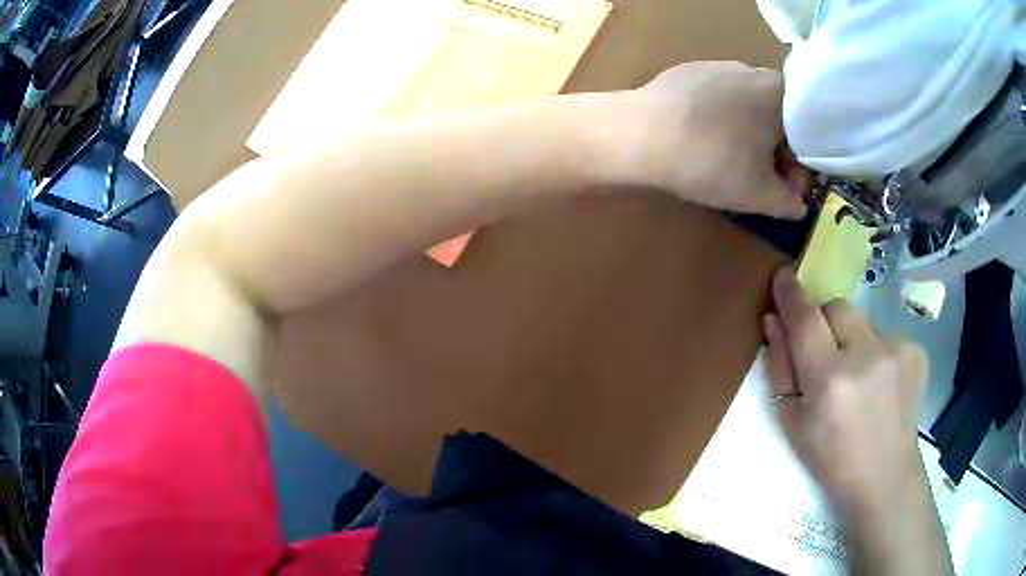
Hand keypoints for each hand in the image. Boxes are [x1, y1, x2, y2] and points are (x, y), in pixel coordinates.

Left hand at [623, 62, 808, 218]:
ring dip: (751, 138)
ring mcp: (718, 67)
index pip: (807, 132)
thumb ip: (788, 203)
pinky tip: (704, 142)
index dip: (802, 166)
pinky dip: (724, 122)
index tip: (787, 189)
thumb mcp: (758, 194)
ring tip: (731, 165)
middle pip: (779, 117)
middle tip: (762, 183)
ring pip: (750, 108)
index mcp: (779, 93)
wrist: (637, 134)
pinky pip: (721, 100)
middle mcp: (752, 71)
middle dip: (777, 154)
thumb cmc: (710, 161)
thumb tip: (798, 206)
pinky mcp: (689, 72)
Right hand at [763, 267, 928, 513]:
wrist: (885, 478)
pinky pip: (884, 333)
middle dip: (824, 322)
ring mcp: (897, 349)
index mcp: (829, 381)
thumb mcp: (792, 423)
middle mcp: (866, 355)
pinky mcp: (916, 350)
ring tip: (858, 378)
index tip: (783, 276)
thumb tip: (774, 320)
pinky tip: (879, 383)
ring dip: (852, 338)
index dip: (791, 294)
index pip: (805, 319)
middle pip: (836, 307)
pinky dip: (875, 350)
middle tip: (825, 357)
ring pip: (862, 319)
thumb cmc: (831, 459)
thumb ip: (780, 368)